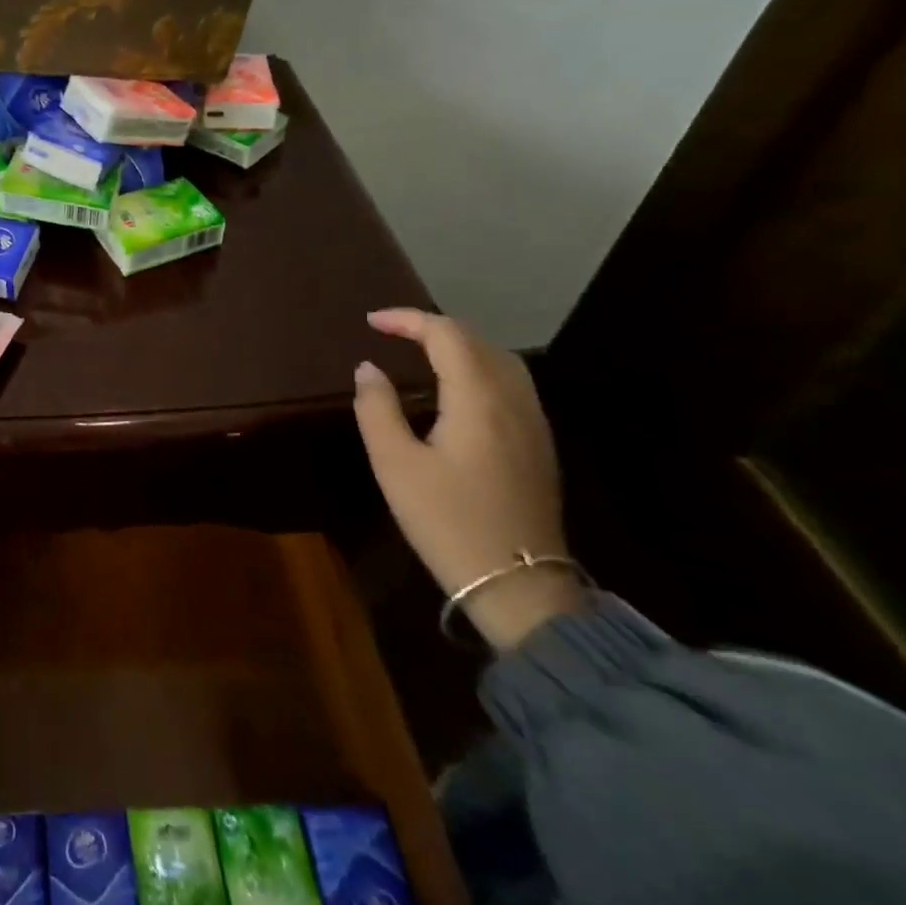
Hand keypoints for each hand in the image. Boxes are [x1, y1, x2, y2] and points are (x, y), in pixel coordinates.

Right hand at [352, 308, 580, 648]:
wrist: (518, 584)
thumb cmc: (447, 520)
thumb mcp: (395, 464)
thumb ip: (377, 408)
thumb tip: (368, 369)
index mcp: (478, 399)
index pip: (446, 335)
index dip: (408, 320)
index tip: (371, 321)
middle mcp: (513, 401)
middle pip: (478, 341)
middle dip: (434, 327)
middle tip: (392, 332)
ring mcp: (533, 423)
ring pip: (501, 360)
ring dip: (460, 345)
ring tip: (421, 351)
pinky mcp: (537, 444)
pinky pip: (510, 383)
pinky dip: (478, 367)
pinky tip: (456, 387)